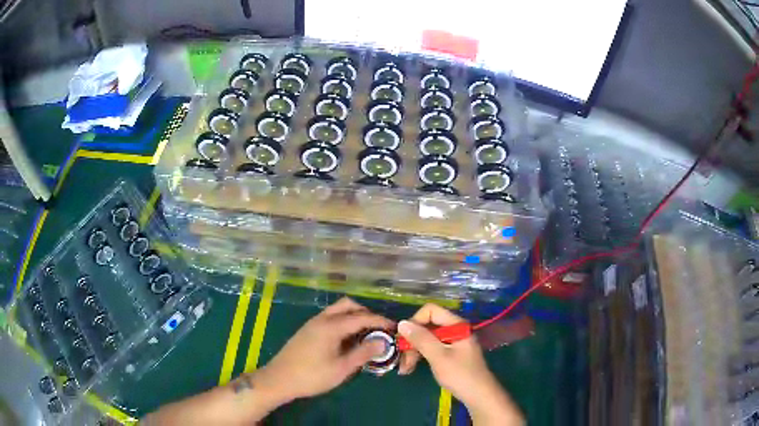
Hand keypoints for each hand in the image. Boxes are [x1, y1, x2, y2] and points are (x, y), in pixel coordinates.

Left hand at [258, 297, 393, 402]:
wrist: (279, 379)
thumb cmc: (312, 376)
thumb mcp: (341, 368)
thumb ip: (363, 353)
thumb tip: (382, 342)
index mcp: (331, 326)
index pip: (361, 317)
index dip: (380, 321)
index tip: (394, 327)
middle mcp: (322, 319)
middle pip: (347, 305)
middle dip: (366, 313)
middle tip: (378, 328)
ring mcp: (312, 323)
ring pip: (337, 310)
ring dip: (353, 317)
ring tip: (365, 334)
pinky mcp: (307, 330)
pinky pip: (330, 318)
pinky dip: (343, 322)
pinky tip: (347, 339)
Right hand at [397, 304, 523, 425]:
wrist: (479, 395)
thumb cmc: (460, 375)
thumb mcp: (438, 356)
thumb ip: (421, 339)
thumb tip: (402, 323)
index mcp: (456, 325)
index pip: (430, 311)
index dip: (415, 322)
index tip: (404, 339)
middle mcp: (455, 329)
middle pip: (427, 326)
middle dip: (412, 341)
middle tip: (402, 360)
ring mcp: (453, 341)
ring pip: (427, 338)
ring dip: (414, 351)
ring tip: (404, 369)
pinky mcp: (451, 353)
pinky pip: (432, 348)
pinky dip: (421, 356)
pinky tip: (411, 368)